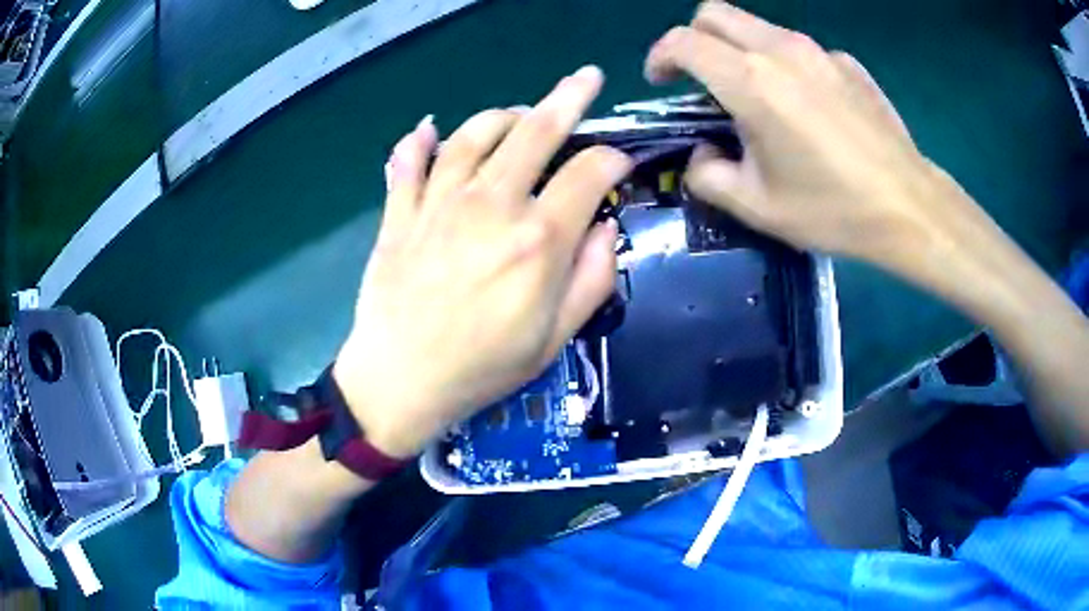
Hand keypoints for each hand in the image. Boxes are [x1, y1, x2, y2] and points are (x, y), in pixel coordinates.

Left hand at [333, 67, 630, 458]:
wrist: (399, 383)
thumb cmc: (482, 368)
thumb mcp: (556, 338)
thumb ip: (592, 279)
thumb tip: (606, 228)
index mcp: (538, 238)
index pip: (590, 172)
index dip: (614, 159)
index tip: (620, 165)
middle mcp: (491, 204)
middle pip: (536, 131)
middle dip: (569, 97)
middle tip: (586, 78)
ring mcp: (439, 203)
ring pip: (473, 134)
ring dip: (501, 115)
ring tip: (518, 112)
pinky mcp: (400, 214)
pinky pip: (407, 164)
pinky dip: (417, 142)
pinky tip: (428, 129)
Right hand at [645, 1, 991, 283]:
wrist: (909, 208)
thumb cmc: (833, 209)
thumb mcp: (757, 207)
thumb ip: (709, 175)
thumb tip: (702, 154)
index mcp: (752, 82)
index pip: (684, 42)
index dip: (660, 56)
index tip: (662, 81)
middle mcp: (782, 51)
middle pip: (715, 13)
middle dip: (694, 38)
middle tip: (700, 77)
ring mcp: (820, 52)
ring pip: (757, 27)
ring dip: (740, 50)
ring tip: (757, 97)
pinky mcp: (848, 63)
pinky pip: (801, 50)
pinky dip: (787, 66)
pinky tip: (808, 108)